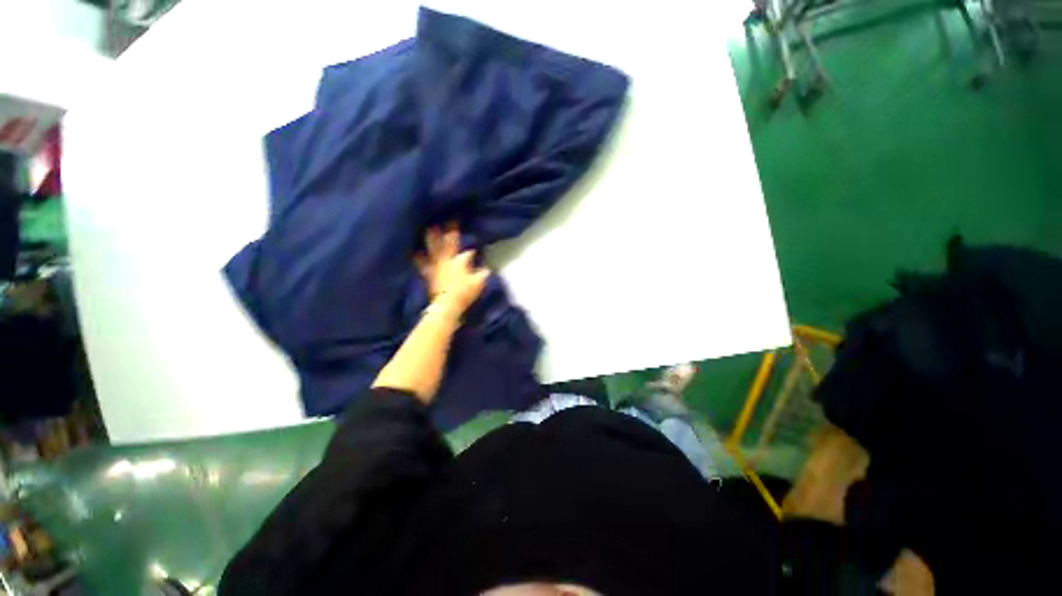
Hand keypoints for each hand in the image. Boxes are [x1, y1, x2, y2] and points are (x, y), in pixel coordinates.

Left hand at [415, 225, 488, 316]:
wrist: (447, 304)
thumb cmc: (465, 292)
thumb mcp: (479, 282)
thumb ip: (483, 274)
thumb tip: (487, 268)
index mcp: (460, 261)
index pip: (467, 252)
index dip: (470, 248)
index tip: (473, 245)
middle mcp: (447, 260)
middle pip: (447, 244)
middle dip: (448, 233)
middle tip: (445, 220)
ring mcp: (436, 266)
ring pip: (433, 249)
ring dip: (431, 239)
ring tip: (428, 228)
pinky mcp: (429, 274)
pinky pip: (422, 263)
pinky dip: (419, 258)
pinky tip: (416, 253)